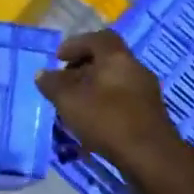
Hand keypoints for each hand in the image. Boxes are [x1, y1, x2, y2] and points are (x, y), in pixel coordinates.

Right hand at [35, 31, 186, 184]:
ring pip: (114, 80)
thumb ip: (53, 84)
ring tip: (74, 104)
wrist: (151, 156)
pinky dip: (105, 103)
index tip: (58, 58)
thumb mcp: (69, 101)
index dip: (75, 44)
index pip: (98, 38)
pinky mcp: (150, 113)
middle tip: (63, 82)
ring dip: (93, 87)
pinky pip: (122, 98)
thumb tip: (42, 74)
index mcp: (117, 57)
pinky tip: (92, 120)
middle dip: (82, 68)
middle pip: (106, 59)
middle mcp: (135, 68)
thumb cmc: (107, 120)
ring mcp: (146, 91)